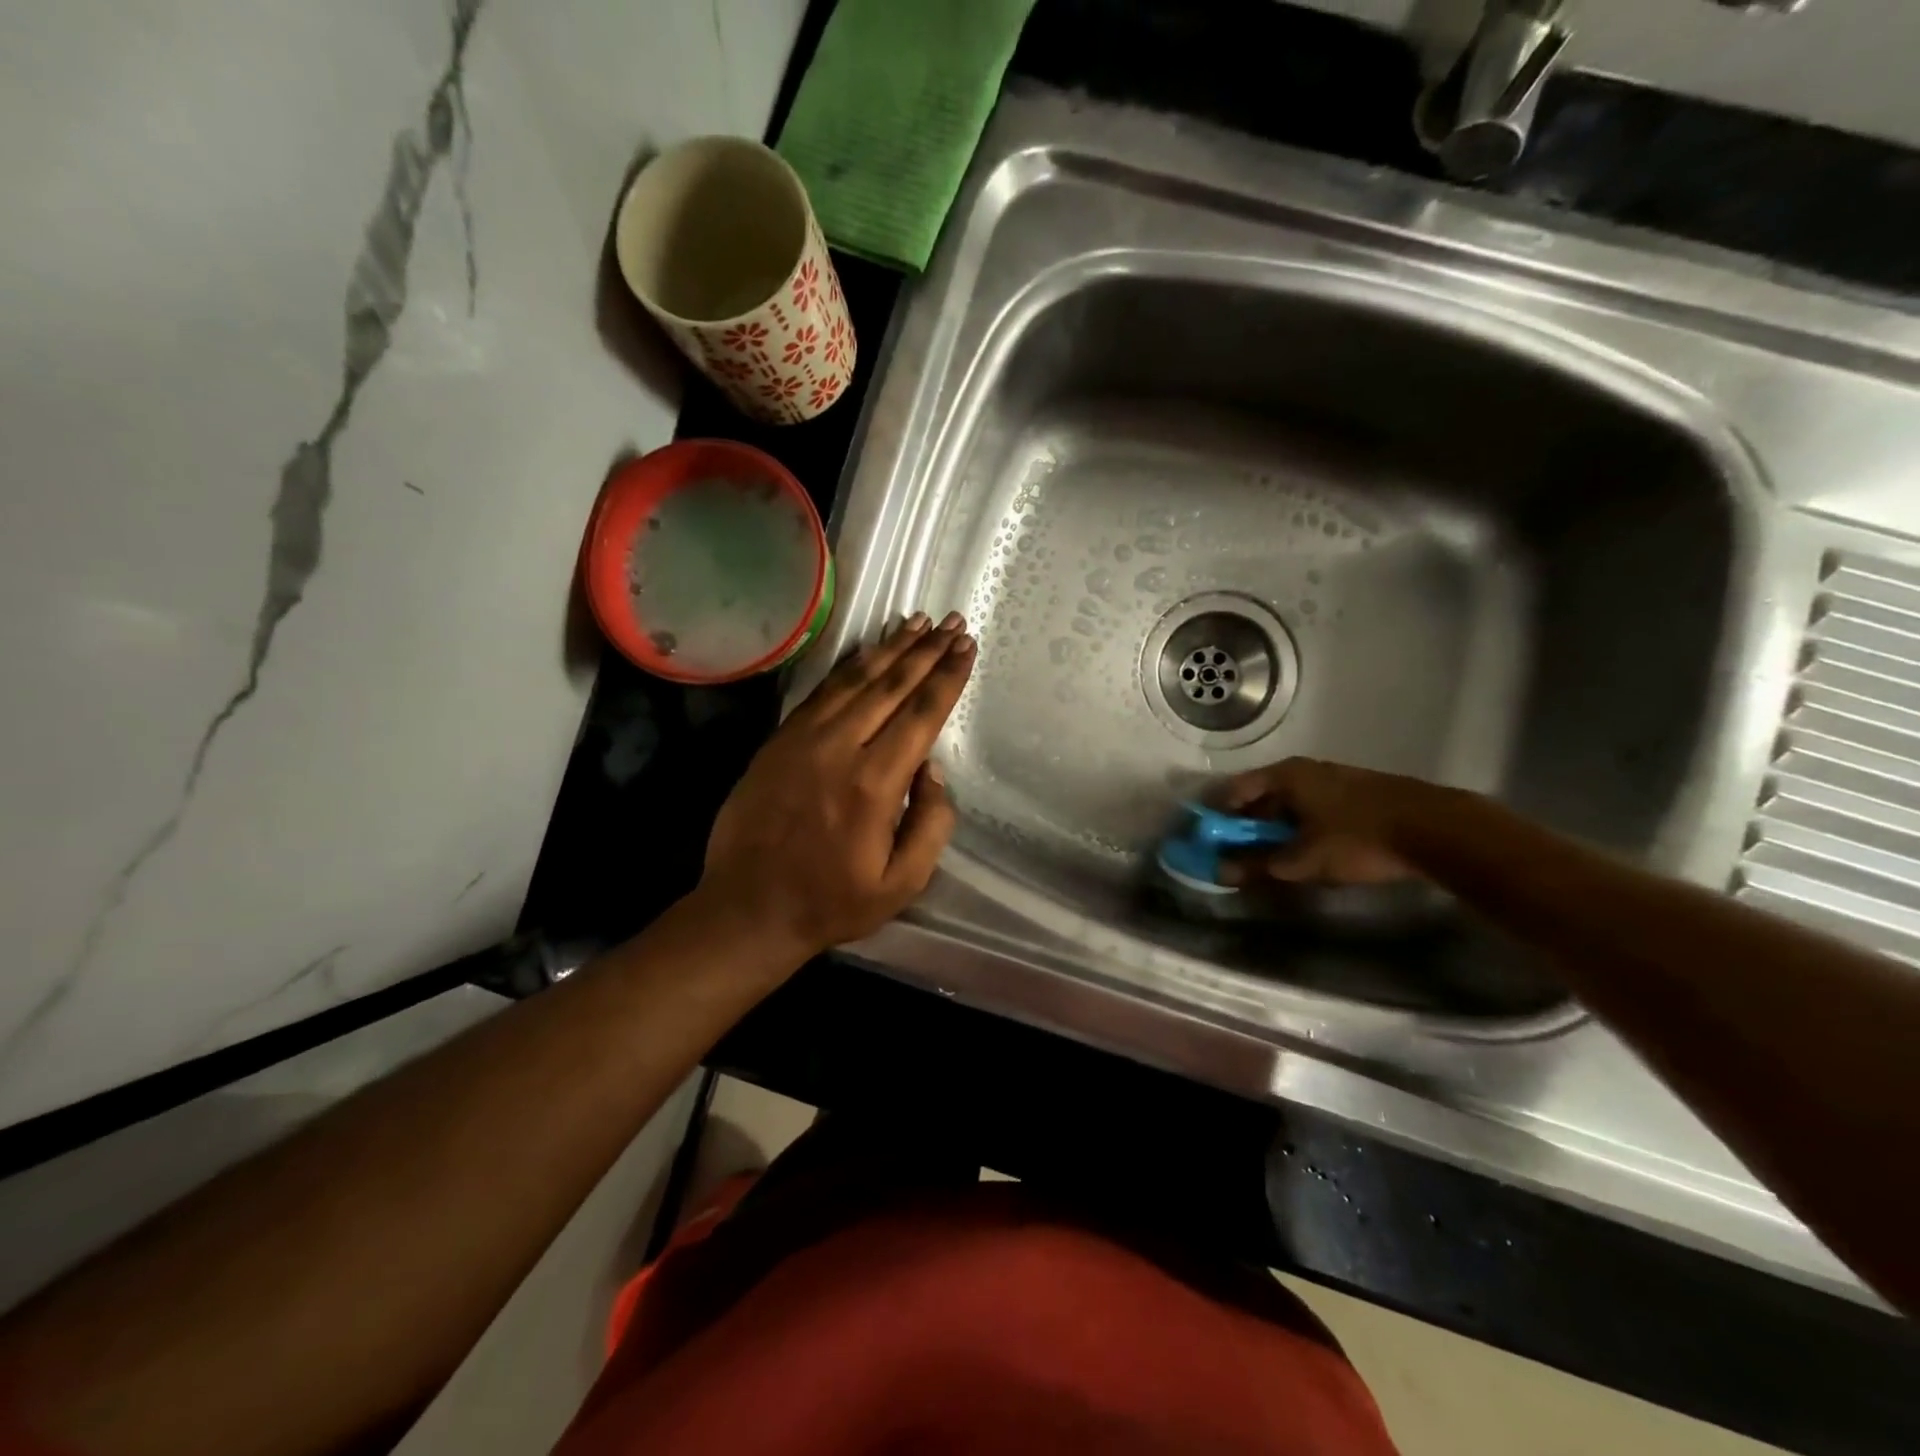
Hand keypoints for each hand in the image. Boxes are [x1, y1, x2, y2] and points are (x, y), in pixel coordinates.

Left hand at [695, 612, 975, 959]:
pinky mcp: (779, 740)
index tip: (966, 646)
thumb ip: (932, 824)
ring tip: (917, 622)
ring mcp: (803, 739)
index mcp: (874, 784)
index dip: (947, 677)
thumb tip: (933, 769)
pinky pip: (821, 692)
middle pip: (891, 685)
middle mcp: (839, 748)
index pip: (921, 714)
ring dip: (890, 648)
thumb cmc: (832, 901)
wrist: (748, 908)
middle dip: (926, 651)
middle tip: (952, 622)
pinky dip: (848, 666)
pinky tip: (867, 651)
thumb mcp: (902, 883)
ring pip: (855, 680)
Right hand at [1216, 757, 1436, 885]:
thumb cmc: (1358, 838)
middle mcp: (1306, 770)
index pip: (1234, 790)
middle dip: (1247, 827)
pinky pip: (1314, 809)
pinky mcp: (1357, 794)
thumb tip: (1220, 873)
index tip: (1208, 840)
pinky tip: (1308, 851)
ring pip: (1290, 804)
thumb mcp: (1303, 859)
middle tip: (1238, 855)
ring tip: (1273, 859)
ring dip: (1276, 830)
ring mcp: (1334, 779)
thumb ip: (1259, 865)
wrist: (1437, 830)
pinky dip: (1301, 828)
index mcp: (1285, 775)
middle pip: (1262, 797)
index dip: (1218, 816)